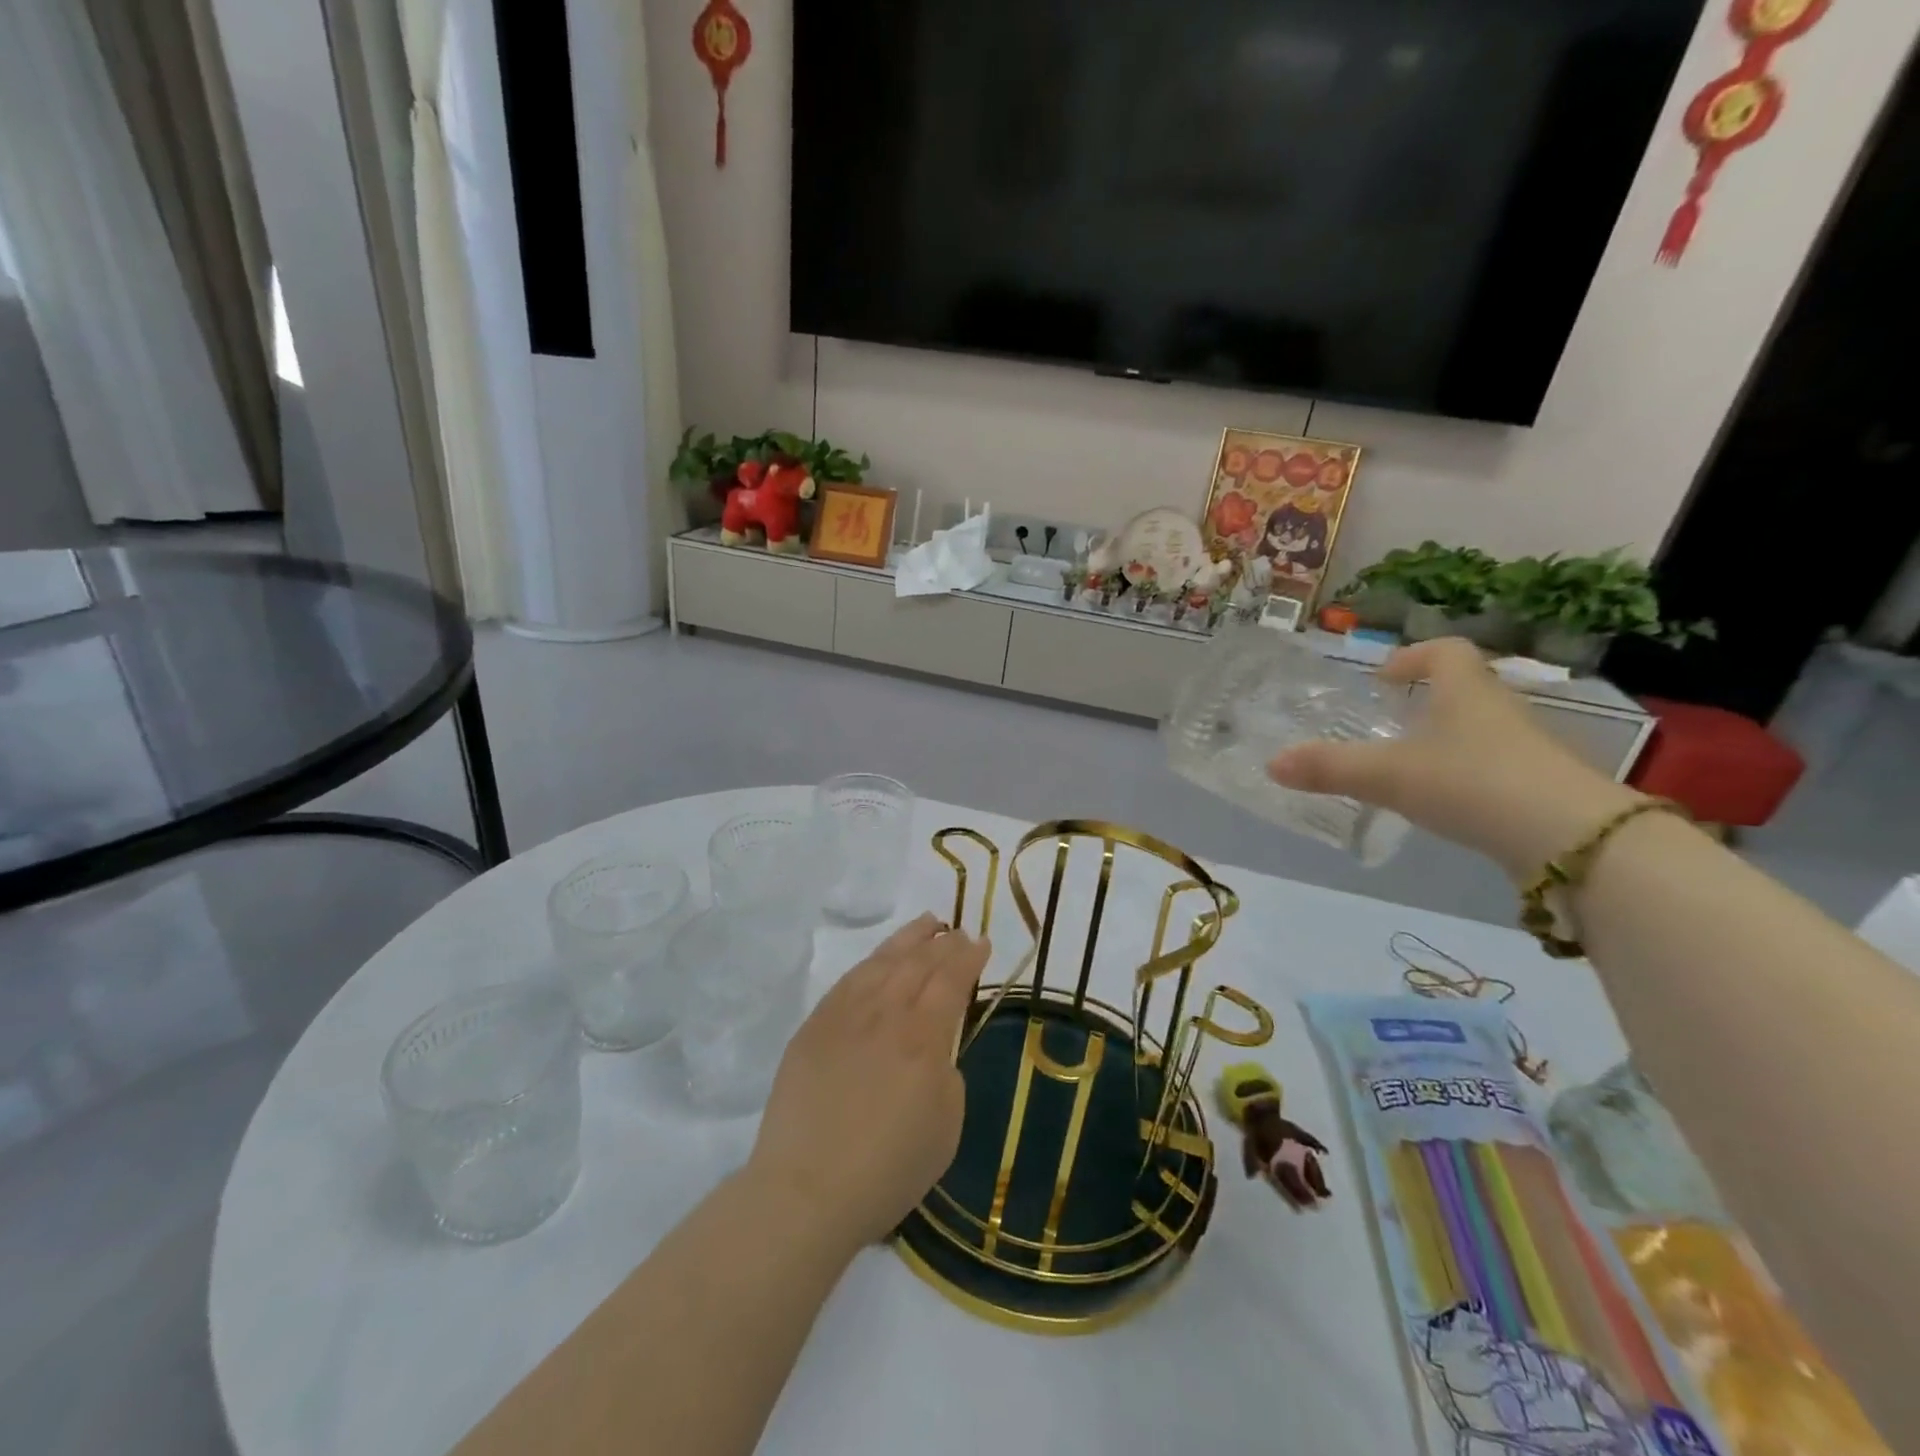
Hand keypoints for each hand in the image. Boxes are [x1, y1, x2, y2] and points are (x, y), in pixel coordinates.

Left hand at [745, 914, 990, 1252]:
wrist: (807, 1190)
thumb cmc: (888, 1170)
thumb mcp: (946, 1127)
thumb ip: (947, 1072)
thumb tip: (935, 1047)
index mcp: (922, 1037)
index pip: (951, 980)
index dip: (969, 958)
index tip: (982, 943)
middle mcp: (885, 1013)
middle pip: (918, 963)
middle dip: (944, 943)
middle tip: (959, 932)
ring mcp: (844, 1015)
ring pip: (882, 962)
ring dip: (908, 939)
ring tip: (927, 924)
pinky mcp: (814, 1026)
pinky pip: (848, 980)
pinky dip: (871, 962)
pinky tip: (879, 959)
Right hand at [1267, 637, 1642, 880]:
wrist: (1573, 840)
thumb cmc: (1472, 783)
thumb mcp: (1389, 775)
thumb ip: (1329, 768)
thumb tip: (1271, 763)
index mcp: (1465, 692)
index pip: (1444, 652)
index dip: (1411, 657)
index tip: (1383, 678)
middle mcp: (1500, 710)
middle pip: (1465, 689)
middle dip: (1427, 699)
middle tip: (1389, 723)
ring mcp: (1527, 749)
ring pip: (1481, 729)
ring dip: (1448, 738)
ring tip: (1410, 766)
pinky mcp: (1541, 787)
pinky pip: (1495, 766)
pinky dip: (1467, 774)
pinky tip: (1447, 803)